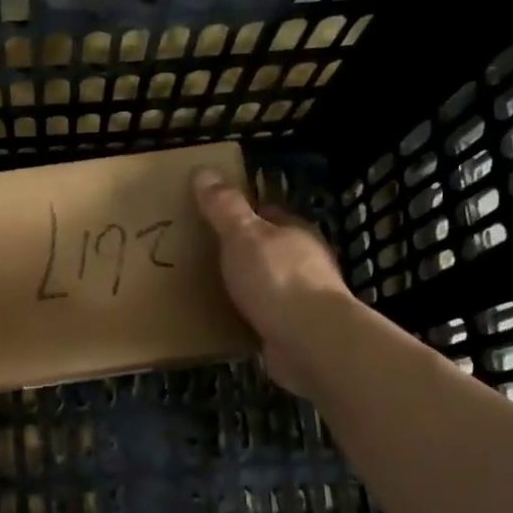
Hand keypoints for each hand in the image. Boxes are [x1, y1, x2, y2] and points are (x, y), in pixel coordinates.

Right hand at [193, 169, 354, 395]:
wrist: (309, 341)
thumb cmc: (277, 278)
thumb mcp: (243, 234)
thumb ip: (224, 207)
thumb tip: (204, 170)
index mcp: (296, 232)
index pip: (269, 213)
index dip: (242, 213)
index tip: (212, 218)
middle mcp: (305, 262)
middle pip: (269, 249)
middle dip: (242, 252)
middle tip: (203, 255)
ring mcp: (304, 299)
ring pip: (268, 284)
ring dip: (246, 286)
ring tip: (210, 289)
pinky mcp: (297, 331)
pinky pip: (266, 317)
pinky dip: (249, 317)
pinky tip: (227, 321)